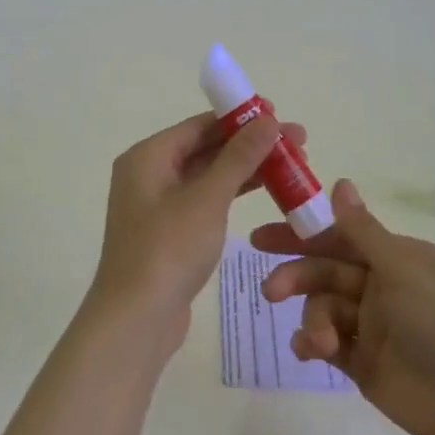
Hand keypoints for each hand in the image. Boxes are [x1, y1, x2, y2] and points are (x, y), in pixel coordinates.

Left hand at [86, 111, 304, 359]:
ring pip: (208, 177)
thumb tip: (268, 120)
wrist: (136, 319)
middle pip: (205, 149)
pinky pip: (205, 202)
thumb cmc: (168, 249)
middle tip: (297, 144)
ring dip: (246, 170)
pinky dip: (232, 195)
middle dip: (250, 145)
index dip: (240, 118)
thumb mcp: (208, 198)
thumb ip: (239, 157)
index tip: (280, 116)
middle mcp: (148, 174)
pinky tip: (264, 193)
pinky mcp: (169, 233)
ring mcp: (157, 205)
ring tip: (292, 167)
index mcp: (148, 157)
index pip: (199, 125)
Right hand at [252, 179, 434, 434]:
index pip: (340, 237)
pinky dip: (313, 344)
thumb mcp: (401, 267)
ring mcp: (373, 326)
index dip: (301, 234)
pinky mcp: (364, 363)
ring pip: (323, 308)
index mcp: (396, 258)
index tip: (261, 238)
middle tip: (270, 291)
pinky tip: (309, 351)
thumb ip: (362, 230)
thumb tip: (340, 182)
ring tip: (319, 342)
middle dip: (296, 277)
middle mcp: (383, 287)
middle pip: (326, 272)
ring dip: (313, 319)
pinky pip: (327, 343)